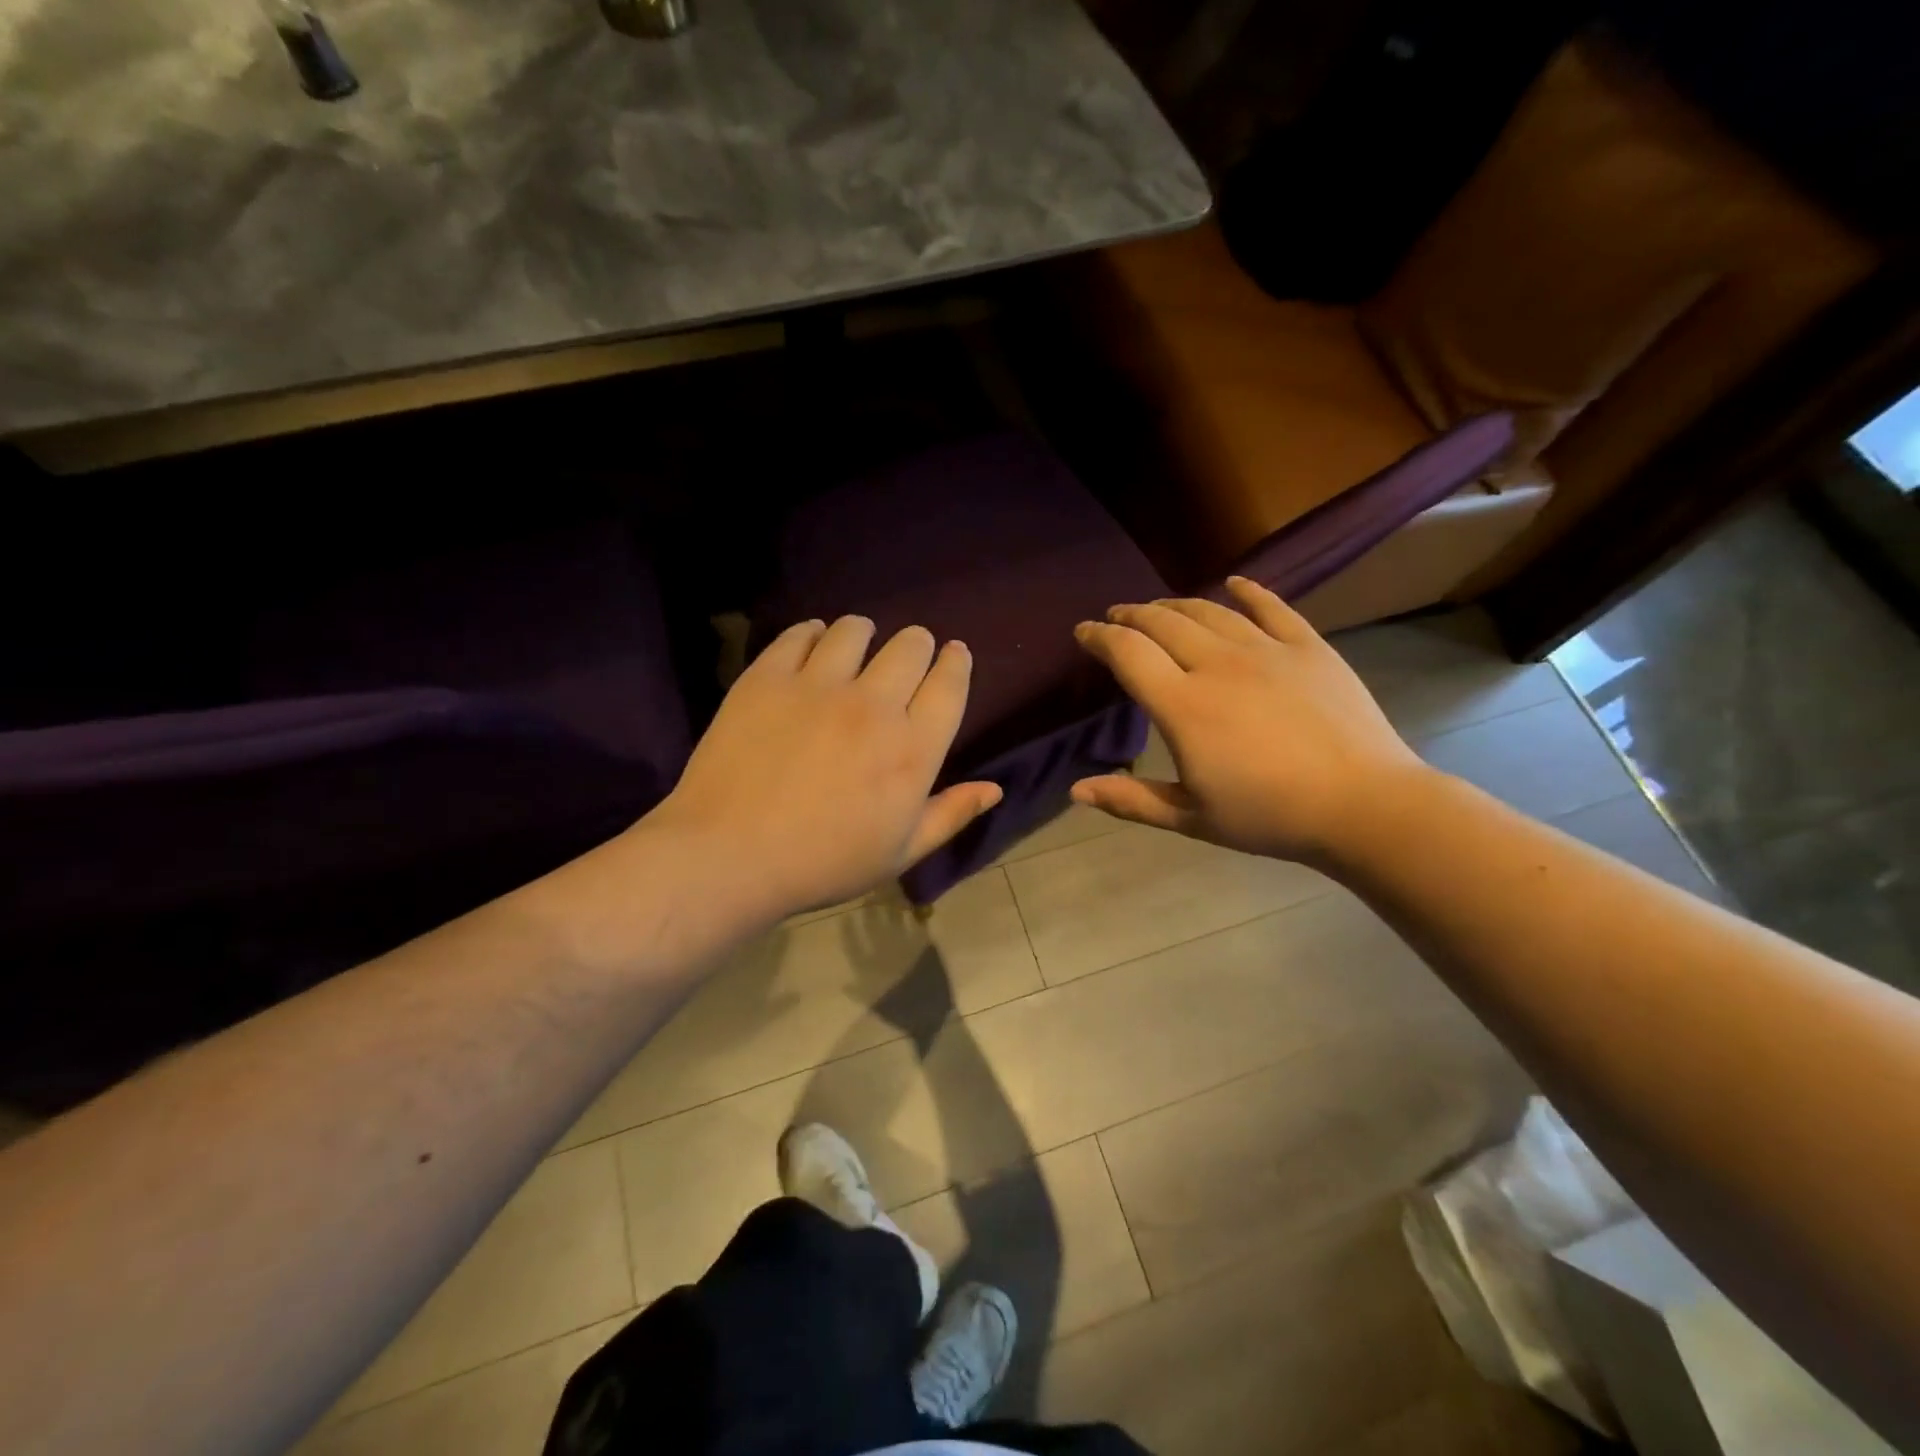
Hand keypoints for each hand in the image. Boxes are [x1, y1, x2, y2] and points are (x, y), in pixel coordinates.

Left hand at [648, 616, 1001, 917]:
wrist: (730, 855)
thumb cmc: (824, 862)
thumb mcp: (899, 852)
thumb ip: (951, 814)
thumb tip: (995, 788)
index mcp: (913, 749)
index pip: (949, 683)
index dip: (956, 661)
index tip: (953, 654)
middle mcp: (874, 705)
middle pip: (911, 645)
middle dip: (917, 645)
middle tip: (904, 659)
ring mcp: (818, 685)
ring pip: (855, 629)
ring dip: (864, 635)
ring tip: (854, 650)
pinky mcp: (768, 677)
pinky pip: (800, 634)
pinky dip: (813, 635)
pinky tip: (811, 649)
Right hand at [1070, 577, 1430, 864]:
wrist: (1364, 805)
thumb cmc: (1269, 816)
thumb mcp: (1191, 818)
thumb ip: (1131, 800)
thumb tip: (1076, 791)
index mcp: (1183, 706)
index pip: (1127, 654)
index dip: (1099, 637)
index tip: (1084, 632)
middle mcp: (1217, 665)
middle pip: (1162, 623)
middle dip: (1131, 615)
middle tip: (1116, 617)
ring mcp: (1265, 650)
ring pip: (1209, 611)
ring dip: (1175, 605)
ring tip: (1159, 608)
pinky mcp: (1307, 647)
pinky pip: (1272, 607)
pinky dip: (1248, 592)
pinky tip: (1234, 585)